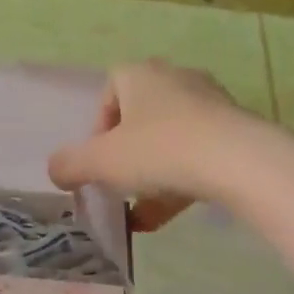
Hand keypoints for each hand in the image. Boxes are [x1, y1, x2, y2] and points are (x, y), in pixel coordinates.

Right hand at [48, 61, 253, 230]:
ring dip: (152, 174)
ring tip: (141, 211)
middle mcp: (176, 80)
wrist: (237, 162)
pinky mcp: (234, 132)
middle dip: (126, 153)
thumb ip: (69, 165)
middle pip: (141, 116)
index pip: (110, 89)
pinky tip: (164, 218)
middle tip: (119, 182)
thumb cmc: (158, 151)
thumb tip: (56, 170)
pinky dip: (179, 184)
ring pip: (170, 140)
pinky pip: (197, 157)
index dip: (98, 126)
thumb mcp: (100, 163)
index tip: (98, 159)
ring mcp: (210, 104)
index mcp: (141, 75)